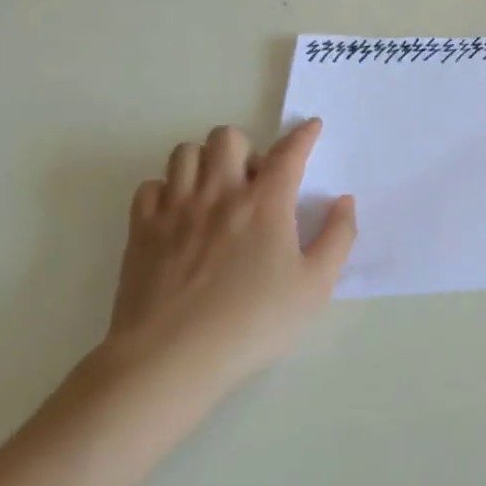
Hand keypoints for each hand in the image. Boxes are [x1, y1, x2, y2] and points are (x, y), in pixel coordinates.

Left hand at [92, 120, 356, 422]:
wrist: (171, 359)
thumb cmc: (252, 323)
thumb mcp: (315, 287)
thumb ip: (337, 238)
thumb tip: (343, 201)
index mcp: (265, 203)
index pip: (289, 152)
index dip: (303, 135)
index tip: (311, 126)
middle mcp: (220, 193)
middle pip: (227, 137)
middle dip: (245, 148)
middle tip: (252, 182)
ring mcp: (175, 209)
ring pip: (185, 153)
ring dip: (204, 162)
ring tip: (214, 191)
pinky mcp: (141, 231)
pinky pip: (149, 187)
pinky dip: (166, 191)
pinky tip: (178, 215)